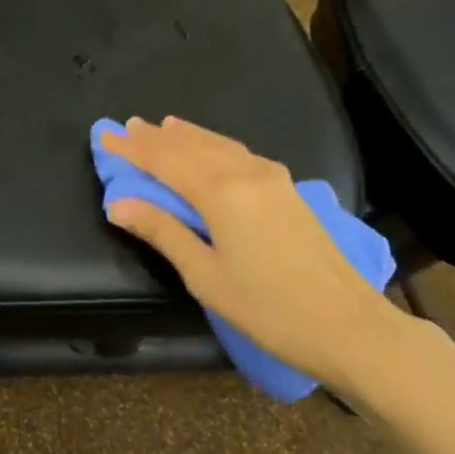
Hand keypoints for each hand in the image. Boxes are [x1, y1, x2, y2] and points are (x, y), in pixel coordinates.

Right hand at [98, 116, 441, 394]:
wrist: (350, 326)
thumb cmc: (268, 308)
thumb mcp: (205, 275)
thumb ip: (162, 232)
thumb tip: (118, 203)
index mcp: (221, 192)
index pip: (165, 161)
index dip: (132, 149)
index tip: (104, 135)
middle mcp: (247, 173)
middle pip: (192, 146)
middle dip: (156, 138)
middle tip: (127, 127)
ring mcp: (273, 179)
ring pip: (219, 145)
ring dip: (187, 136)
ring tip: (162, 127)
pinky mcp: (288, 191)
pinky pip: (239, 154)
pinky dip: (214, 145)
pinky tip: (210, 149)